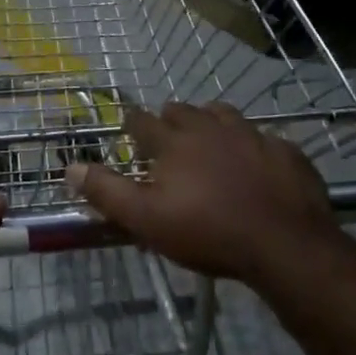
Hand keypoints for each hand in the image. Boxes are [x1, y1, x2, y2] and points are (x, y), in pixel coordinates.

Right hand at [65, 102, 338, 285]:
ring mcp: (252, 134)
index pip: (142, 120)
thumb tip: (70, 167)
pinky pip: (262, 137)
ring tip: (209, 143)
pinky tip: (255, 164)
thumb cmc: (208, 232)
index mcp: (174, 141)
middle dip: (170, 120)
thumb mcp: (147, 220)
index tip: (129, 133)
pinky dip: (251, 145)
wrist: (285, 244)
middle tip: (167, 142)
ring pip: (223, 114)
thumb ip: (106, 192)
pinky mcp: (285, 149)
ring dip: (211, 123)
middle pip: (182, 110)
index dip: (132, 125)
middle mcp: (210, 126)